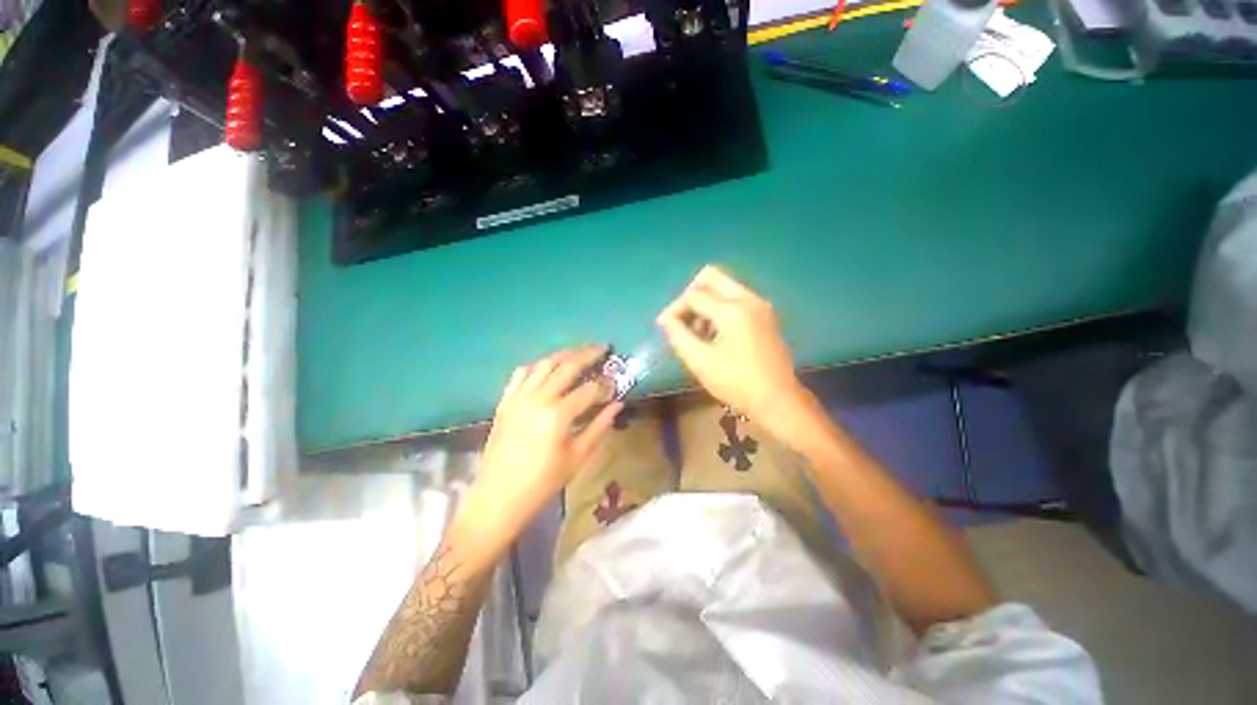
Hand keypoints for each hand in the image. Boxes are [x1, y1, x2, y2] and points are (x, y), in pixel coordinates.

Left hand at [462, 346, 620, 546]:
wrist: (498, 496)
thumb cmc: (543, 482)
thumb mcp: (577, 457)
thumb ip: (599, 426)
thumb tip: (617, 404)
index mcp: (557, 415)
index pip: (589, 390)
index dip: (605, 385)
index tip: (615, 384)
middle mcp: (538, 398)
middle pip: (567, 366)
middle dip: (588, 354)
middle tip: (603, 348)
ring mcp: (518, 397)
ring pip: (544, 363)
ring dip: (564, 354)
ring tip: (579, 351)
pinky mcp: (505, 400)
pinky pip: (522, 373)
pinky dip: (538, 365)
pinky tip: (548, 366)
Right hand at [657, 265, 808, 423]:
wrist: (778, 400)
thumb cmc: (736, 383)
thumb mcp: (700, 361)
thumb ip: (678, 335)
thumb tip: (665, 319)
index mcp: (732, 310)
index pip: (694, 296)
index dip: (675, 308)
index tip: (664, 326)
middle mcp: (749, 299)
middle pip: (711, 276)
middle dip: (690, 294)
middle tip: (681, 318)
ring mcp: (760, 305)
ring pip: (724, 286)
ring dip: (705, 302)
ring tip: (696, 332)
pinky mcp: (766, 314)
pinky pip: (736, 298)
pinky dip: (719, 308)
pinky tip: (714, 333)